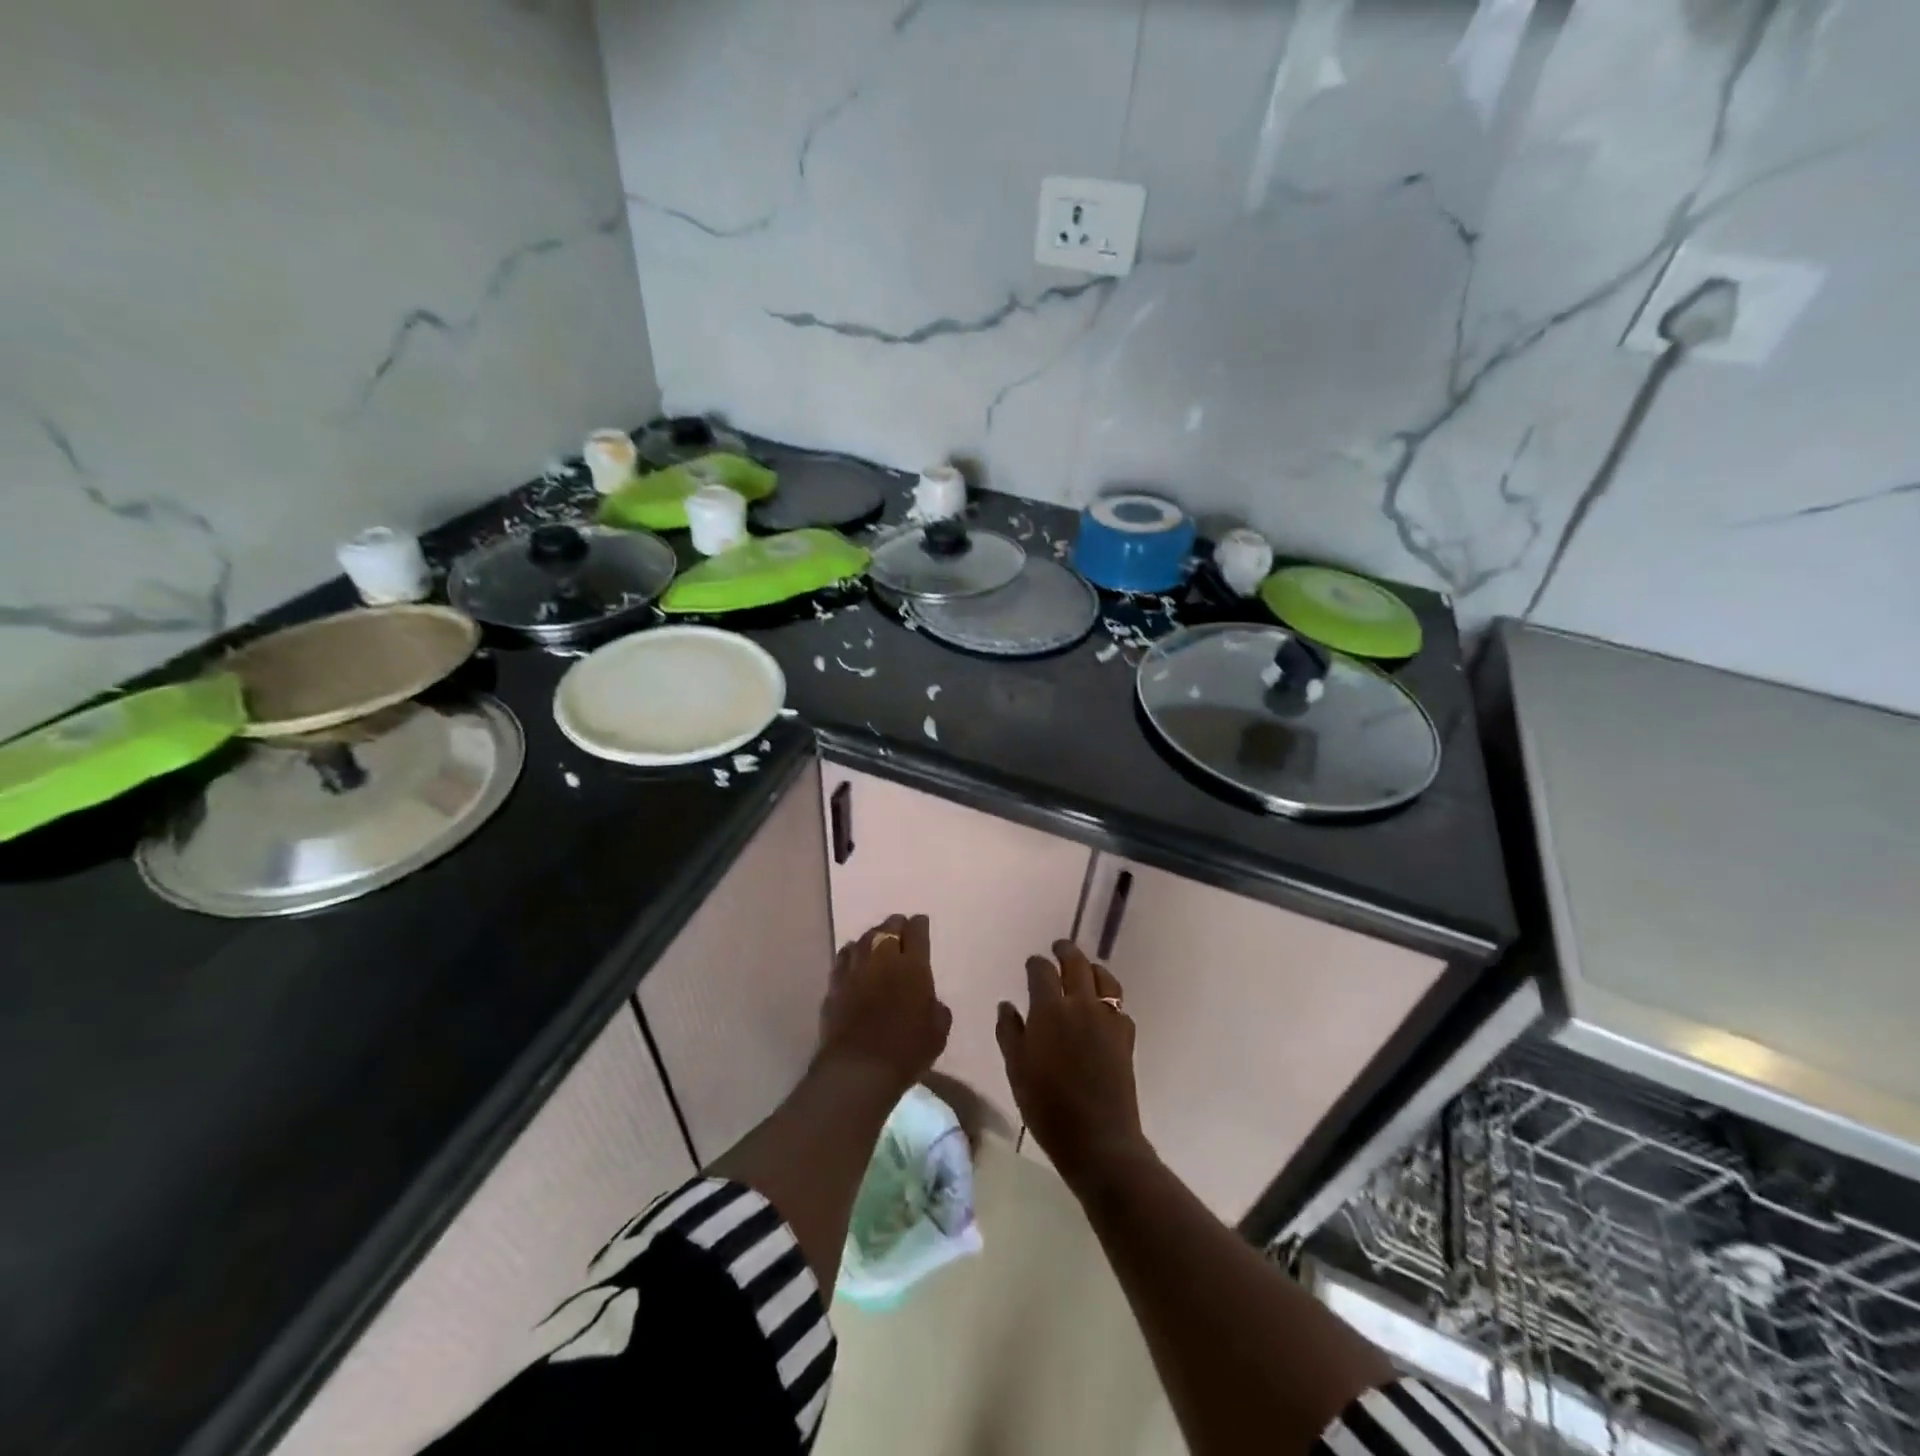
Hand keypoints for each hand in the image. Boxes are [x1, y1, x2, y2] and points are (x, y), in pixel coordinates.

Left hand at [816, 914, 951, 1094]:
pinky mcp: (834, 983)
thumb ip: (937, 1008)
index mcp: (913, 965)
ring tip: (878, 942)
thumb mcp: (938, 1032)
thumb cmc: (906, 1051)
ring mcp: (855, 968)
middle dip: (897, 925)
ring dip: (874, 936)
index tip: (921, 924)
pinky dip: (853, 953)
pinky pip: (844, 957)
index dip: (920, 925)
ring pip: (864, 938)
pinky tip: (855, 960)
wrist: (858, 1070)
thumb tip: (931, 1001)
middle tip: (901, 931)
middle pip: (889, 927)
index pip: (917, 931)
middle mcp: (883, 957)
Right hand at [996, 940, 1149, 1186]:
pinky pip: (1119, 1006)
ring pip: (1104, 978)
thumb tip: (1007, 1005)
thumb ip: (1009, 1032)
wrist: (1098, 1139)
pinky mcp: (1126, 1037)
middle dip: (1066, 951)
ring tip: (1086, 969)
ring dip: (1093, 968)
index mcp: (1050, 1010)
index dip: (1036, 963)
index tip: (1032, 963)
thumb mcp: (1016, 1070)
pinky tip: (1103, 1009)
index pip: (1042, 971)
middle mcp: (1081, 1005)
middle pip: (1076, 963)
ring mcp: (1108, 1019)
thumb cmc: (1047, 1106)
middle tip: (1059, 947)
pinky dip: (1110, 999)